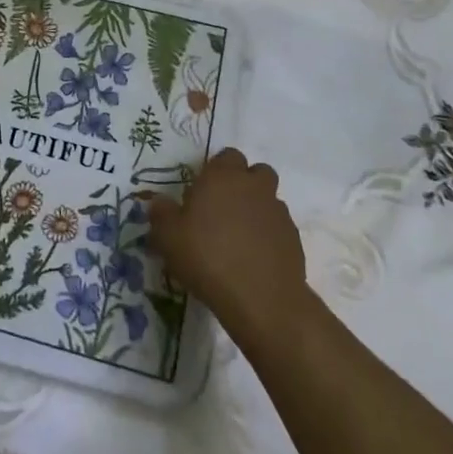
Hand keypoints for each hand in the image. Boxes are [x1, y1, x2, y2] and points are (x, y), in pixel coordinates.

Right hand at [147, 147, 310, 344]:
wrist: (261, 298)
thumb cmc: (207, 257)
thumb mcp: (168, 237)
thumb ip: (161, 214)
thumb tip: (158, 202)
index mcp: (223, 177)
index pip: (227, 156)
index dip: (216, 170)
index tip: (203, 192)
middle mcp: (254, 186)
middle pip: (256, 172)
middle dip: (244, 184)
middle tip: (223, 209)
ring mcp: (278, 212)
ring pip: (269, 199)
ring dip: (257, 210)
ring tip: (239, 238)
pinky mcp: (294, 238)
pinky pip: (278, 228)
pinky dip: (269, 236)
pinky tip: (254, 259)